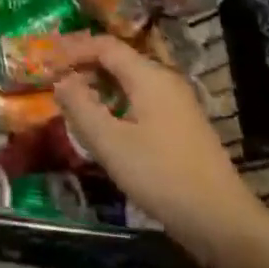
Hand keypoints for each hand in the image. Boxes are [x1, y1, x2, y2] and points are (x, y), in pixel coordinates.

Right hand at [52, 35, 264, 263]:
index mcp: (149, 76)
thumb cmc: (162, 176)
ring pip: (130, 82)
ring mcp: (177, 104)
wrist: (222, 222)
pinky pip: (141, 100)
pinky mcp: (182, 127)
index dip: (73, 48)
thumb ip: (81, 107)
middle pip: (119, 60)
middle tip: (54, 76)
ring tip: (72, 98)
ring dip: (100, 85)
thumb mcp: (111, 143)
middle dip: (85, 64)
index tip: (46, 58)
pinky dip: (116, 102)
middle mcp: (165, 80)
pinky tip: (104, 123)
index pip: (105, 46)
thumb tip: (61, 80)